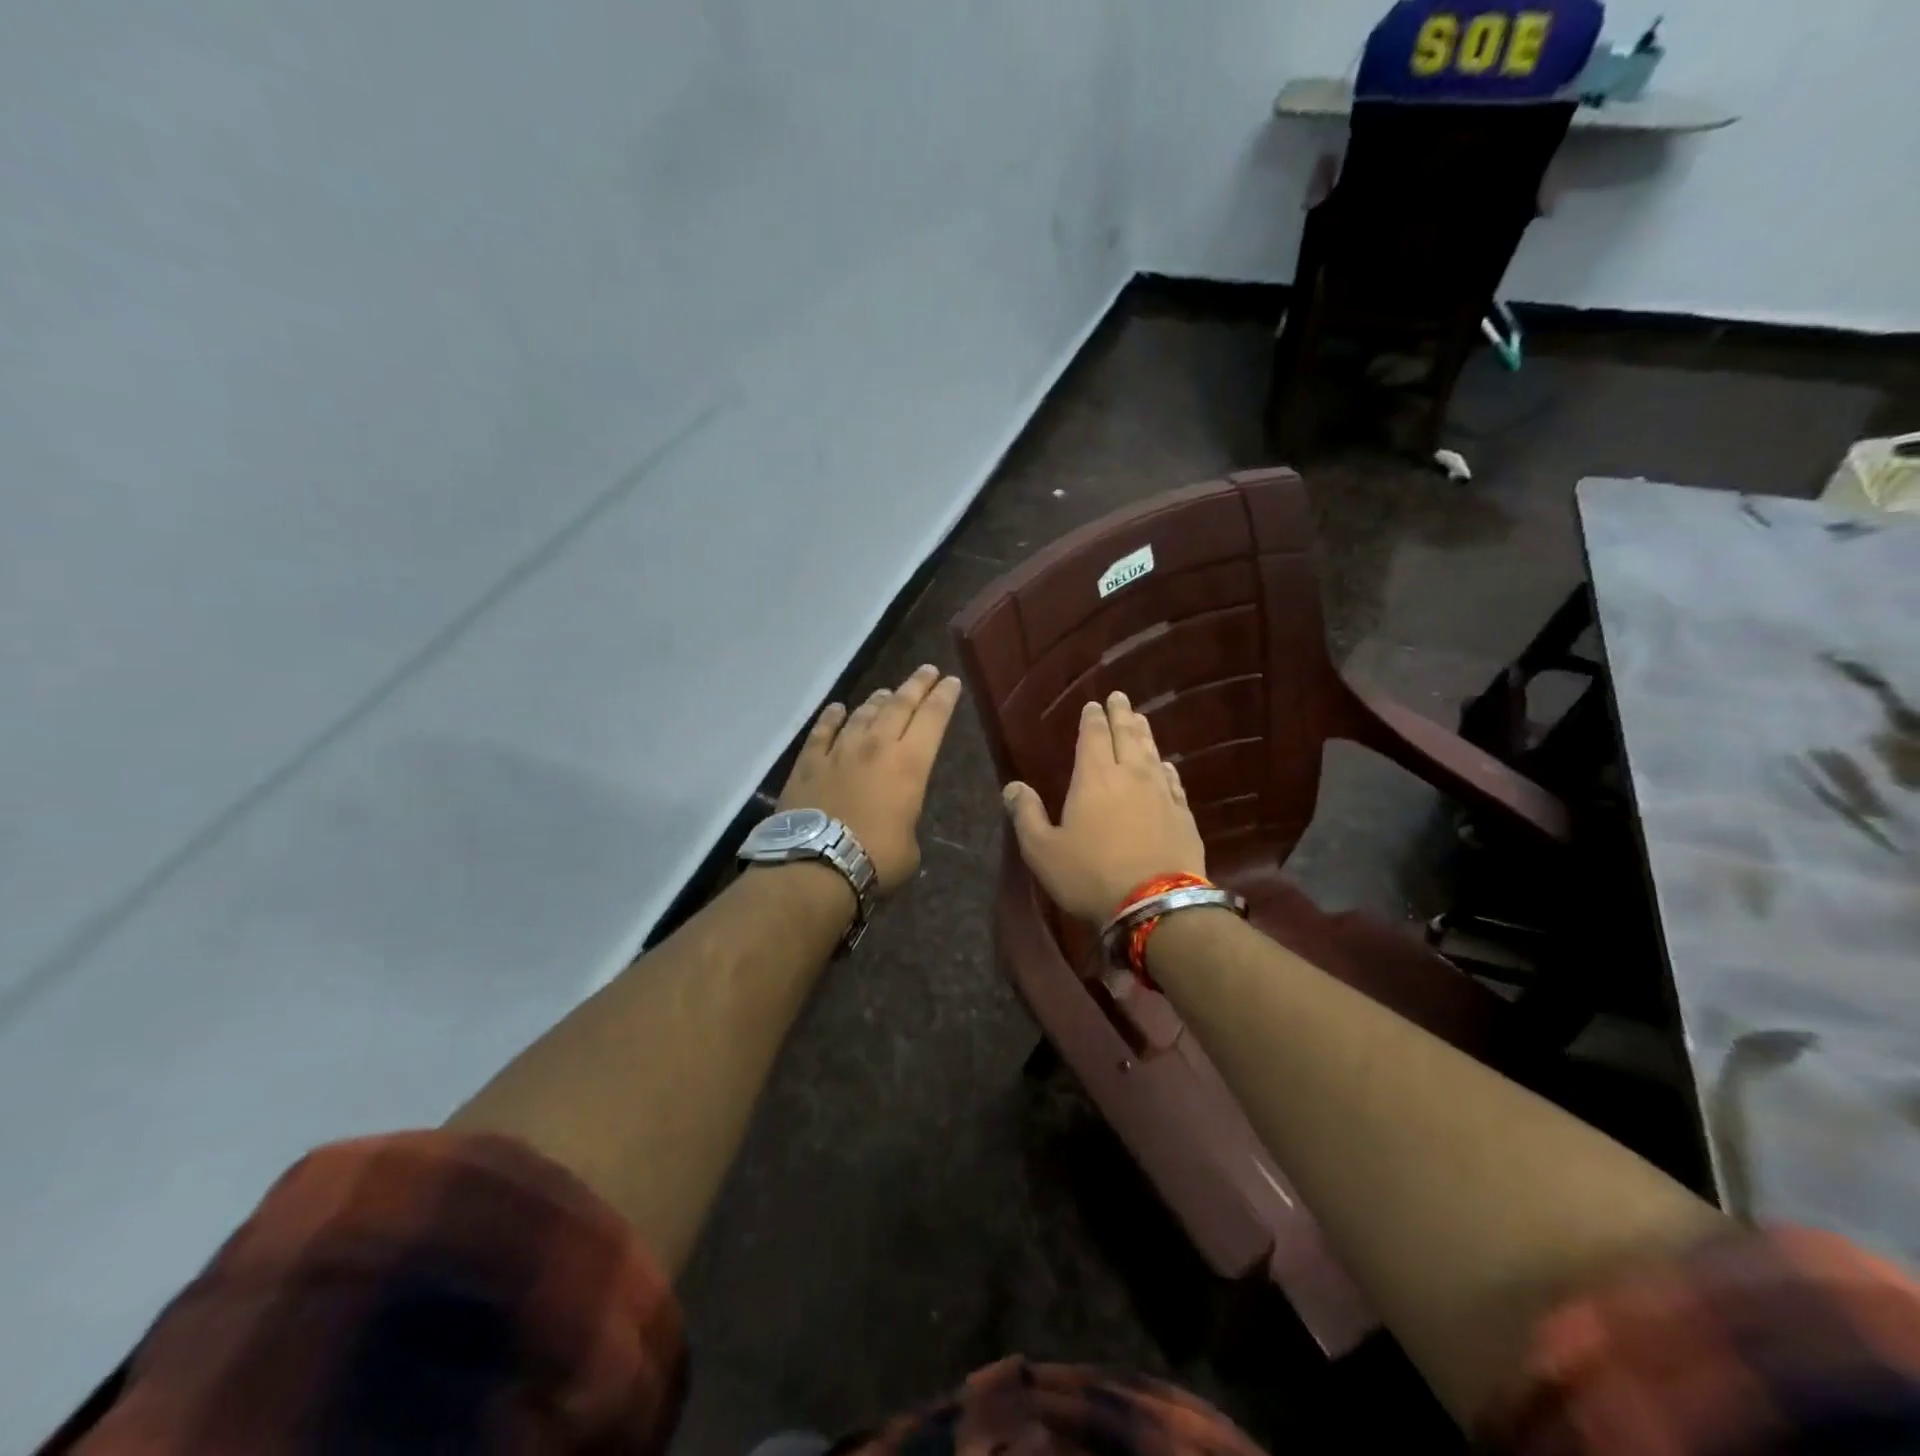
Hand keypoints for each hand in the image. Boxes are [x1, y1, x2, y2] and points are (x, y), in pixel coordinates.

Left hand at [777, 663, 962, 894]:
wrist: (816, 865)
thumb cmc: (876, 859)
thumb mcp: (910, 844)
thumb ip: (906, 818)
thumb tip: (896, 817)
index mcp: (909, 764)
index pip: (933, 719)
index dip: (944, 697)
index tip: (952, 681)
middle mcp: (876, 746)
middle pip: (900, 704)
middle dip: (917, 685)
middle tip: (928, 670)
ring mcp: (839, 751)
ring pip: (863, 713)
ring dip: (878, 700)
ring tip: (886, 692)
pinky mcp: (808, 763)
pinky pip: (822, 731)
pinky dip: (832, 717)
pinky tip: (837, 709)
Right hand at [1002, 691, 1205, 923]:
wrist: (1155, 904)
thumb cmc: (1091, 875)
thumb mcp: (1043, 850)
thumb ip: (1026, 815)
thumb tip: (1012, 786)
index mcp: (1094, 778)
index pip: (1094, 736)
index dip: (1093, 719)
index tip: (1093, 704)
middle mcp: (1130, 776)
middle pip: (1126, 735)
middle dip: (1121, 714)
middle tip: (1120, 697)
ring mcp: (1161, 794)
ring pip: (1152, 753)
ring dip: (1144, 734)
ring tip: (1140, 719)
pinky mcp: (1182, 815)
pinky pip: (1173, 782)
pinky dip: (1166, 768)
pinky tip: (1166, 766)